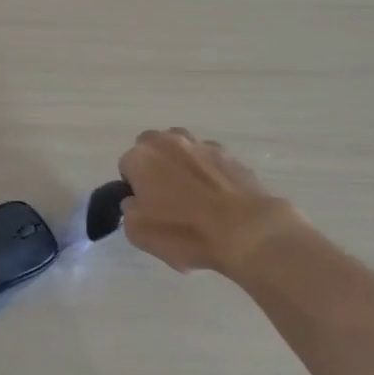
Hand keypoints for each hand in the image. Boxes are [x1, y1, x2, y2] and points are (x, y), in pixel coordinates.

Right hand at [117, 129, 301, 276]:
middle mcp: (169, 141)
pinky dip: (209, 172)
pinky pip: (210, 159)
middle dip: (154, 164)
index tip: (144, 205)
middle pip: (152, 145)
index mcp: (142, 157)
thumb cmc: (184, 232)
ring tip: (193, 193)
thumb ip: (129, 210)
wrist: (246, 232)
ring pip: (182, 147)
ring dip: (181, 162)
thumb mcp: (138, 233)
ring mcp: (202, 145)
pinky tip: (218, 197)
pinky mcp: (231, 155)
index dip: (133, 186)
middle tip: (164, 194)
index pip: (126, 165)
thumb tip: (136, 201)